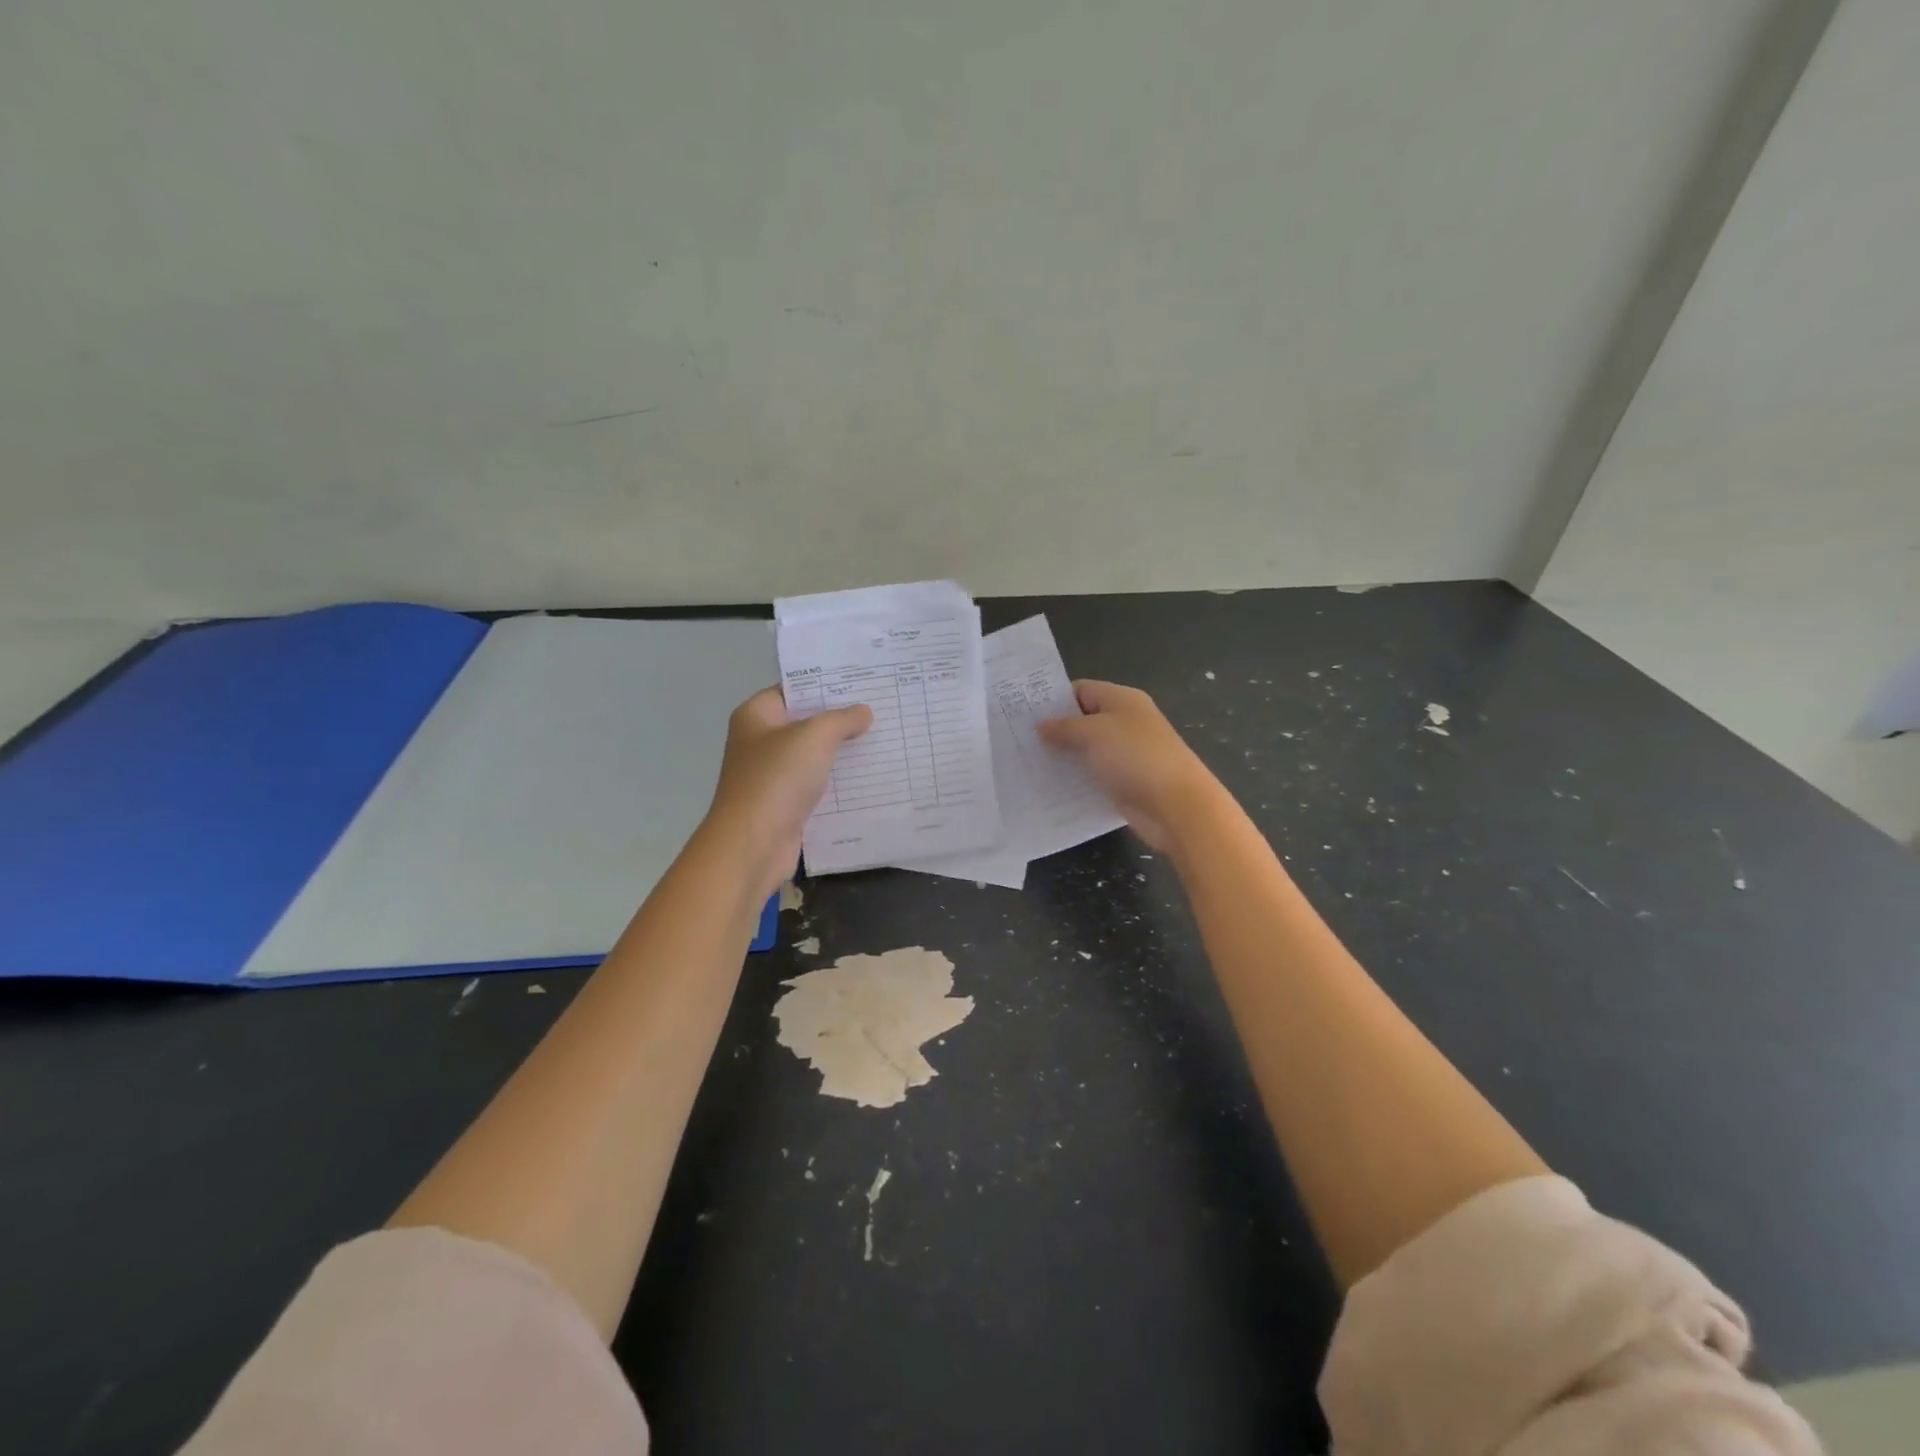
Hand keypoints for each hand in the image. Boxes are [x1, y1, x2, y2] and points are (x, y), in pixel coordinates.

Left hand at [703, 687, 871, 901]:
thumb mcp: (814, 737)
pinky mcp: (786, 804)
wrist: (753, 844)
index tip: (862, 682)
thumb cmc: (777, 779)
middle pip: (806, 723)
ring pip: (814, 756)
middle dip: (841, 719)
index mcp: (756, 716)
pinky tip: (871, 777)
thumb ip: (841, 719)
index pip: (793, 689)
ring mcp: (772, 775)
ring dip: (843, 753)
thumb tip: (864, 712)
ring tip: (884, 739)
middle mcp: (760, 742)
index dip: (826, 685)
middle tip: (882, 709)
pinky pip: (818, 786)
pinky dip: (839, 783)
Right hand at [1036, 680, 1224, 851]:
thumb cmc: (1135, 757)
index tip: (1024, 716)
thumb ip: (1064, 727)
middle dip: (1055, 731)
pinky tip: (1052, 789)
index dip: (1054, 700)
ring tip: (1029, 766)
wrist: (1177, 806)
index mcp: (1122, 700)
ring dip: (1064, 758)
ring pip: (1088, 751)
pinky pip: (1095, 776)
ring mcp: (1127, 754)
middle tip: (1019, 742)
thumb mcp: (1093, 734)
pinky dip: (1077, 781)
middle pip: (1084, 720)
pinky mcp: (1126, 782)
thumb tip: (1041, 725)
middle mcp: (1126, 722)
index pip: (1081, 690)